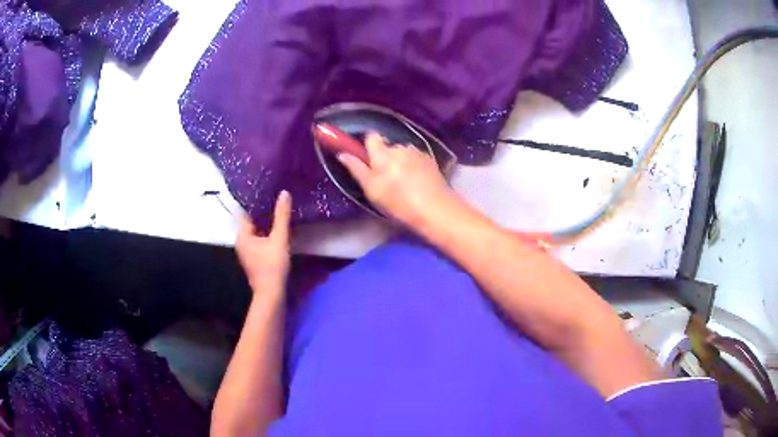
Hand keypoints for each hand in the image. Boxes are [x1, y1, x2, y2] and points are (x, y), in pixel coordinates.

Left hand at [236, 191, 291, 293]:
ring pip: (255, 232)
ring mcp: (247, 252)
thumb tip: (284, 193)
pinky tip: (276, 231)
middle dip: (260, 212)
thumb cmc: (272, 265)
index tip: (265, 191)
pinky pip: (258, 241)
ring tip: (277, 212)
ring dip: (264, 224)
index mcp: (242, 235)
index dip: (254, 202)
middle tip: (274, 199)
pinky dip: (265, 234)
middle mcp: (241, 242)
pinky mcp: (254, 259)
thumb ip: (282, 216)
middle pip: (250, 222)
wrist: (271, 293)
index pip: (244, 212)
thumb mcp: (279, 239)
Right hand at [338, 133, 453, 226]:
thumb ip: (356, 169)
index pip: (371, 136)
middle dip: (385, 158)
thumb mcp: (372, 190)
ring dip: (400, 162)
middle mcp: (400, 147)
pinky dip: (413, 166)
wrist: (435, 209)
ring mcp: (417, 152)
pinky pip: (415, 158)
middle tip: (385, 180)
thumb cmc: (399, 202)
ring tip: (404, 183)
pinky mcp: (430, 159)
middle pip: (387, 147)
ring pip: (402, 153)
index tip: (367, 159)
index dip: (367, 145)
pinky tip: (417, 182)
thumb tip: (342, 154)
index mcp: (383, 153)